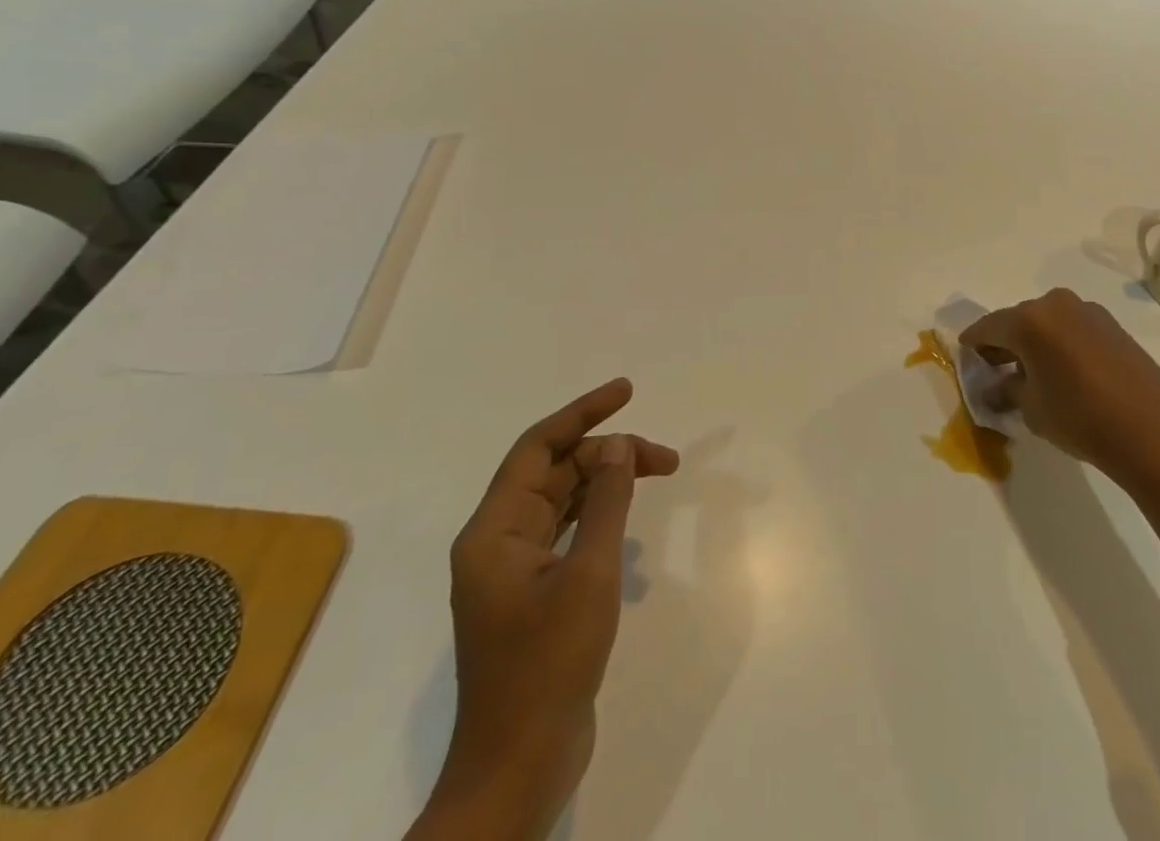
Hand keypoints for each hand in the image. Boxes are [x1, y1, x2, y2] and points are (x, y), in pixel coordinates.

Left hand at [408, 378, 678, 840]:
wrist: (518, 769)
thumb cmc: (548, 667)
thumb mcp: (587, 576)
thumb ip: (605, 502)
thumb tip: (618, 445)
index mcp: (494, 530)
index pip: (538, 448)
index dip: (583, 413)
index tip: (627, 391)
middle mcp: (498, 541)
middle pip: (556, 472)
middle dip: (609, 453)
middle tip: (665, 458)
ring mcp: (515, 570)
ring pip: (563, 500)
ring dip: (607, 482)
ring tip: (658, 474)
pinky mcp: (534, 595)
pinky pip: (567, 532)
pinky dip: (599, 516)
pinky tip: (628, 522)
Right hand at [961, 288, 1159, 484]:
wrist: (1154, 431)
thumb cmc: (1081, 418)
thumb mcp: (1031, 409)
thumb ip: (1006, 390)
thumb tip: (993, 388)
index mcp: (1029, 320)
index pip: (988, 327)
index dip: (973, 343)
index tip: (965, 356)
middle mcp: (1056, 304)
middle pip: (1017, 320)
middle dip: (1004, 343)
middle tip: (995, 368)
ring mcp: (1087, 311)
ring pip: (1046, 322)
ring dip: (1033, 342)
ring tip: (1030, 372)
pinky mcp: (1111, 324)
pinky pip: (1071, 328)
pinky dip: (1059, 343)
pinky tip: (1061, 370)